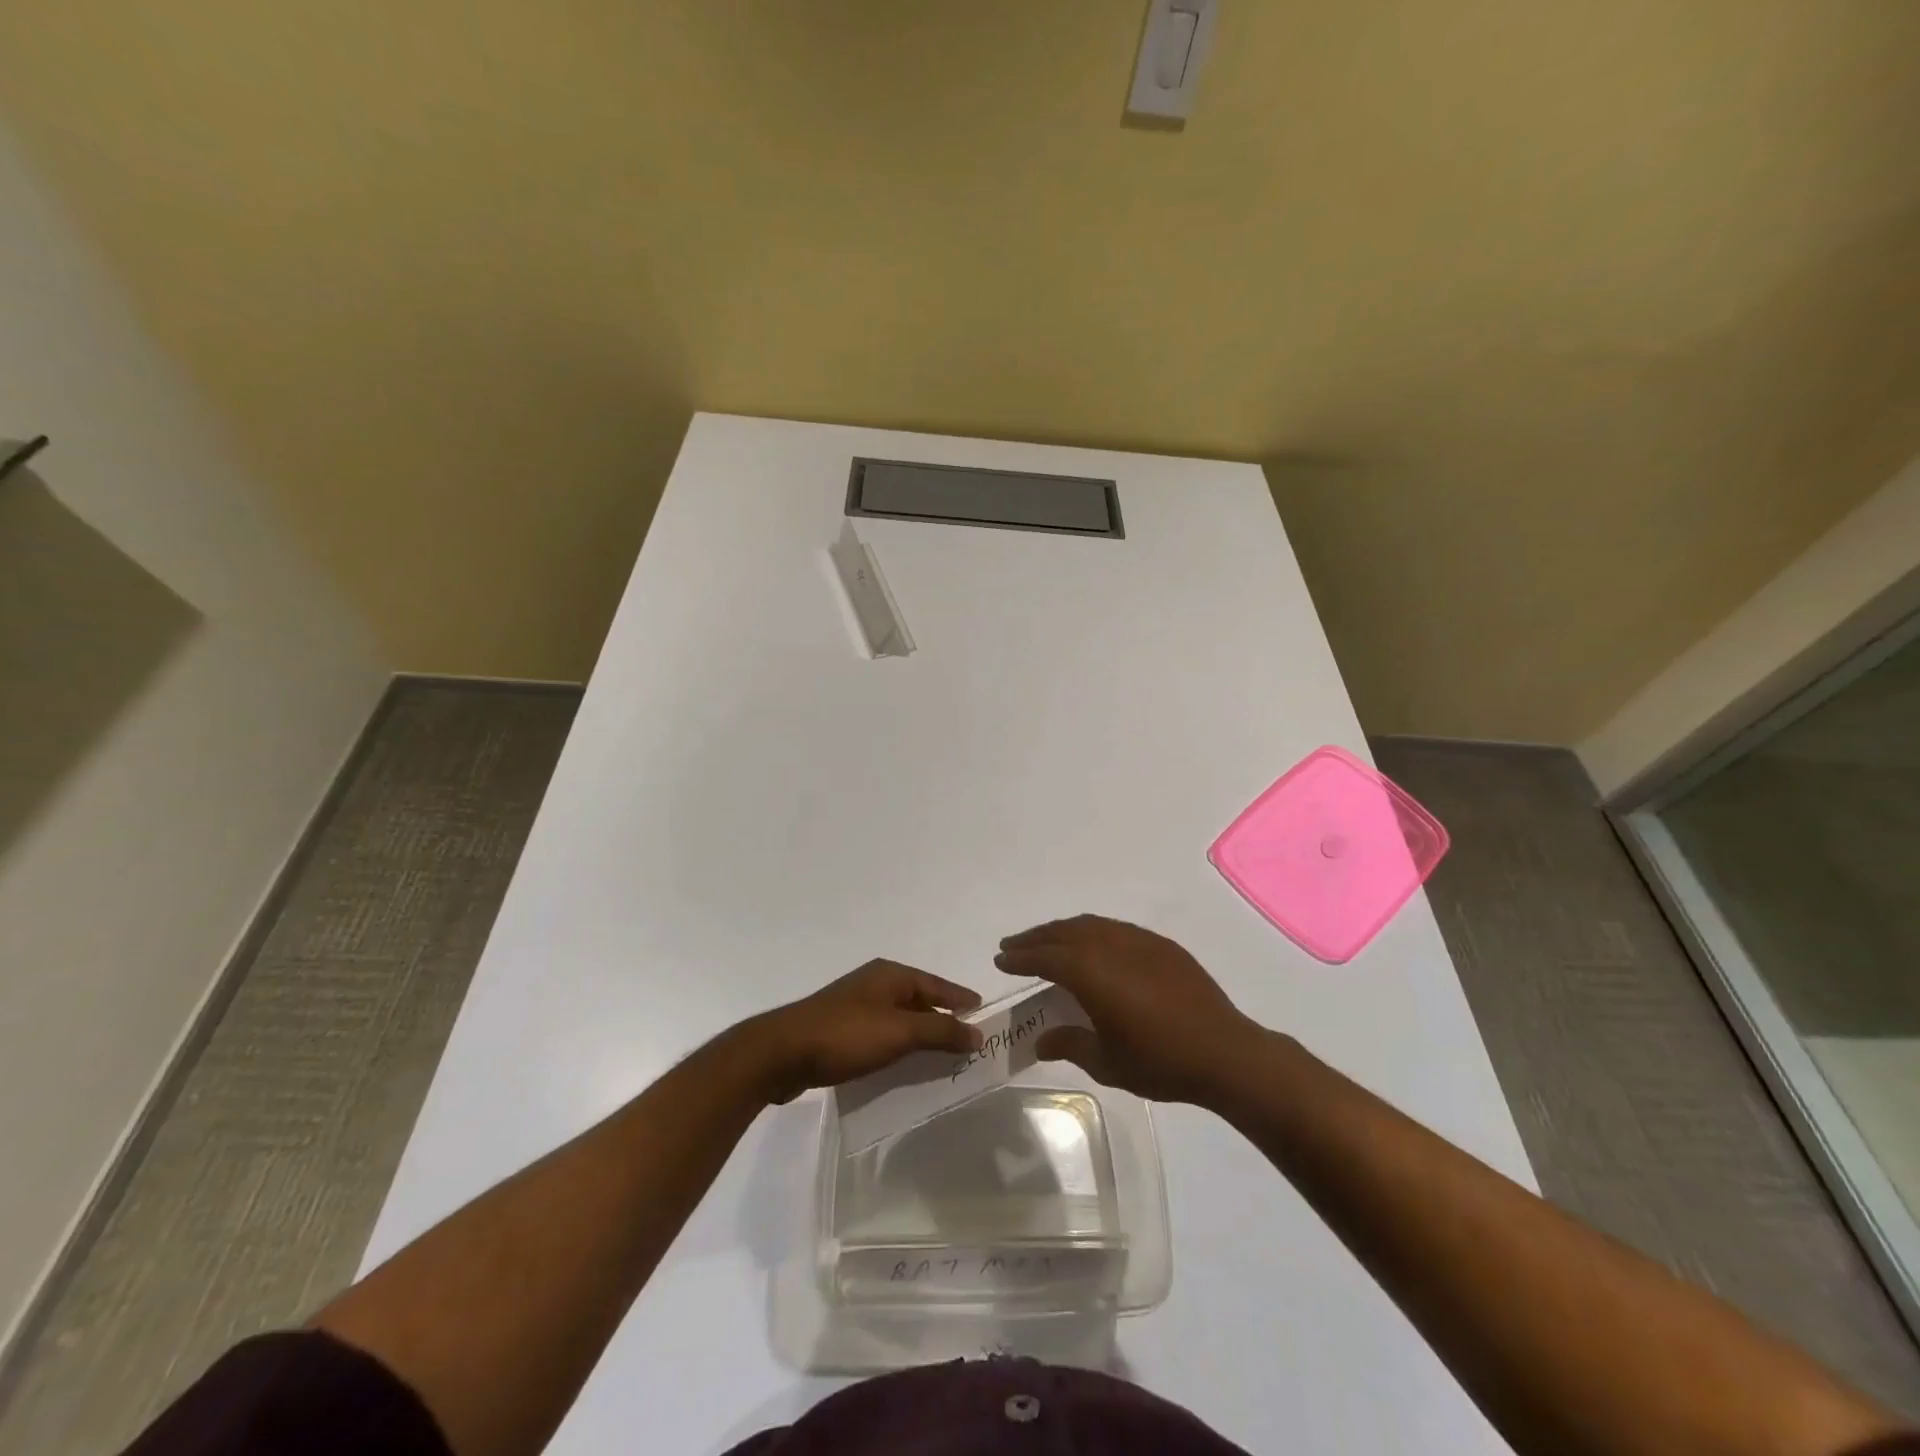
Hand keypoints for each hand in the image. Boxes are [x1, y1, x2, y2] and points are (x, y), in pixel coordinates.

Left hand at [739, 960, 982, 1104]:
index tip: (983, 1014)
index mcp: (890, 975)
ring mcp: (855, 1005)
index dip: (961, 1000)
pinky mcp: (841, 1029)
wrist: (782, 1053)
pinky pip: (882, 1034)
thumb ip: (940, 1032)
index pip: (937, 985)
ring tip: (942, 1059)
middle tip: (968, 1043)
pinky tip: (903, 1066)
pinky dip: (898, 1046)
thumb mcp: (900, 1032)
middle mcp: (875, 983)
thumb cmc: (846, 1035)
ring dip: (920, 1036)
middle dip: (943, 1020)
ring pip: (900, 1019)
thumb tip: (977, 1032)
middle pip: (920, 1000)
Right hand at [994, 915, 1264, 1104]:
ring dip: (1063, 931)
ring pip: (1091, 925)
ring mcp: (1139, 941)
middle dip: (1035, 938)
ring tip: (1048, 942)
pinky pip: (1116, 929)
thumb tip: (1041, 1040)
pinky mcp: (1161, 946)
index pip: (1045, 957)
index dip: (1020, 957)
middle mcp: (1111, 946)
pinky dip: (1093, 932)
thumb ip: (1070, 1043)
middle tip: (1014, 945)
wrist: (1224, 1052)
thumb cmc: (1160, 1061)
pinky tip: (1093, 947)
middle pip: (1064, 932)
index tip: (1000, 959)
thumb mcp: (1107, 1061)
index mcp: (1092, 972)